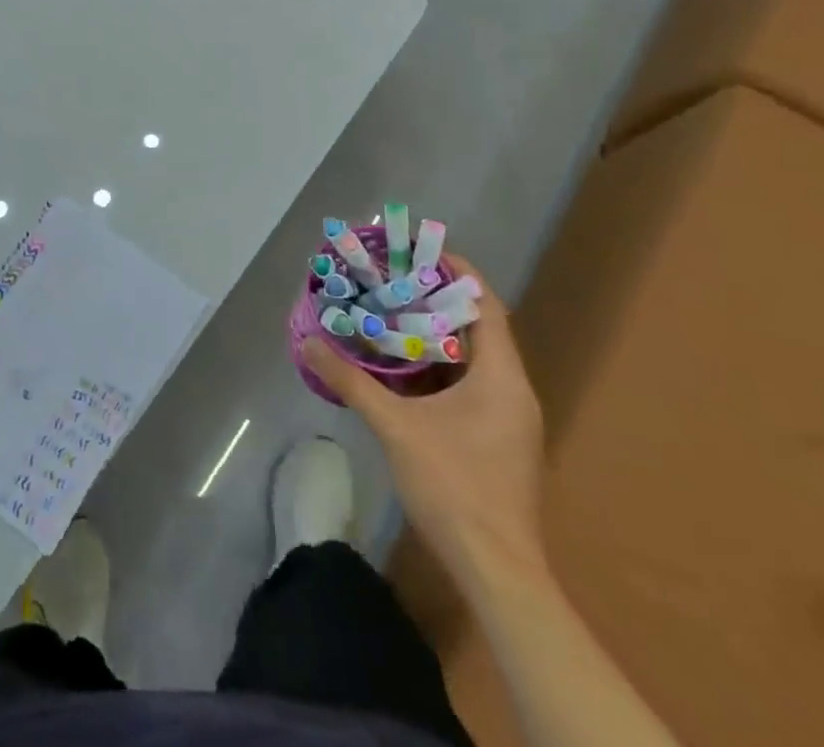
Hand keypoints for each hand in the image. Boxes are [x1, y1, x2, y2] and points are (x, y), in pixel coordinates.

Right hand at [302, 258, 545, 583]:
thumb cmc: (454, 487)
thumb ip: (353, 382)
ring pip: (474, 360)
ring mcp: (511, 419)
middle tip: (393, 281)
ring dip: (437, 337)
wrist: (497, 572)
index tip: (419, 252)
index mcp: (502, 377)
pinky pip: (472, 385)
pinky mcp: (501, 441)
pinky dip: (441, 369)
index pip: (485, 304)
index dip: (456, 273)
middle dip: (437, 301)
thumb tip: (309, 344)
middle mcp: (514, 390)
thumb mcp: (396, 428)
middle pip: (479, 328)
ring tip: (392, 316)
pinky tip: (404, 371)